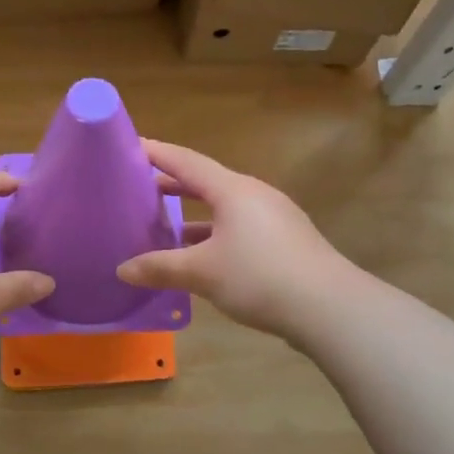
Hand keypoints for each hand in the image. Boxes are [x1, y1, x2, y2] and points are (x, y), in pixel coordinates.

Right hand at [116, 140, 349, 339]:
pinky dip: (214, 234)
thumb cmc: (260, 277)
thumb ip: (160, 268)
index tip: (131, 146)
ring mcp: (274, 218)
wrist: (330, 308)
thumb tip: (122, 269)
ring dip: (194, 215)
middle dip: (173, 185)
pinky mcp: (285, 242)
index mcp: (233, 190)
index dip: (157, 153)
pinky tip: (202, 258)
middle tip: (140, 188)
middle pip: (206, 182)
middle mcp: (254, 195)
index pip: (186, 161)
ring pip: (224, 208)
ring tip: (165, 226)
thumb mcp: (202, 272)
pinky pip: (239, 227)